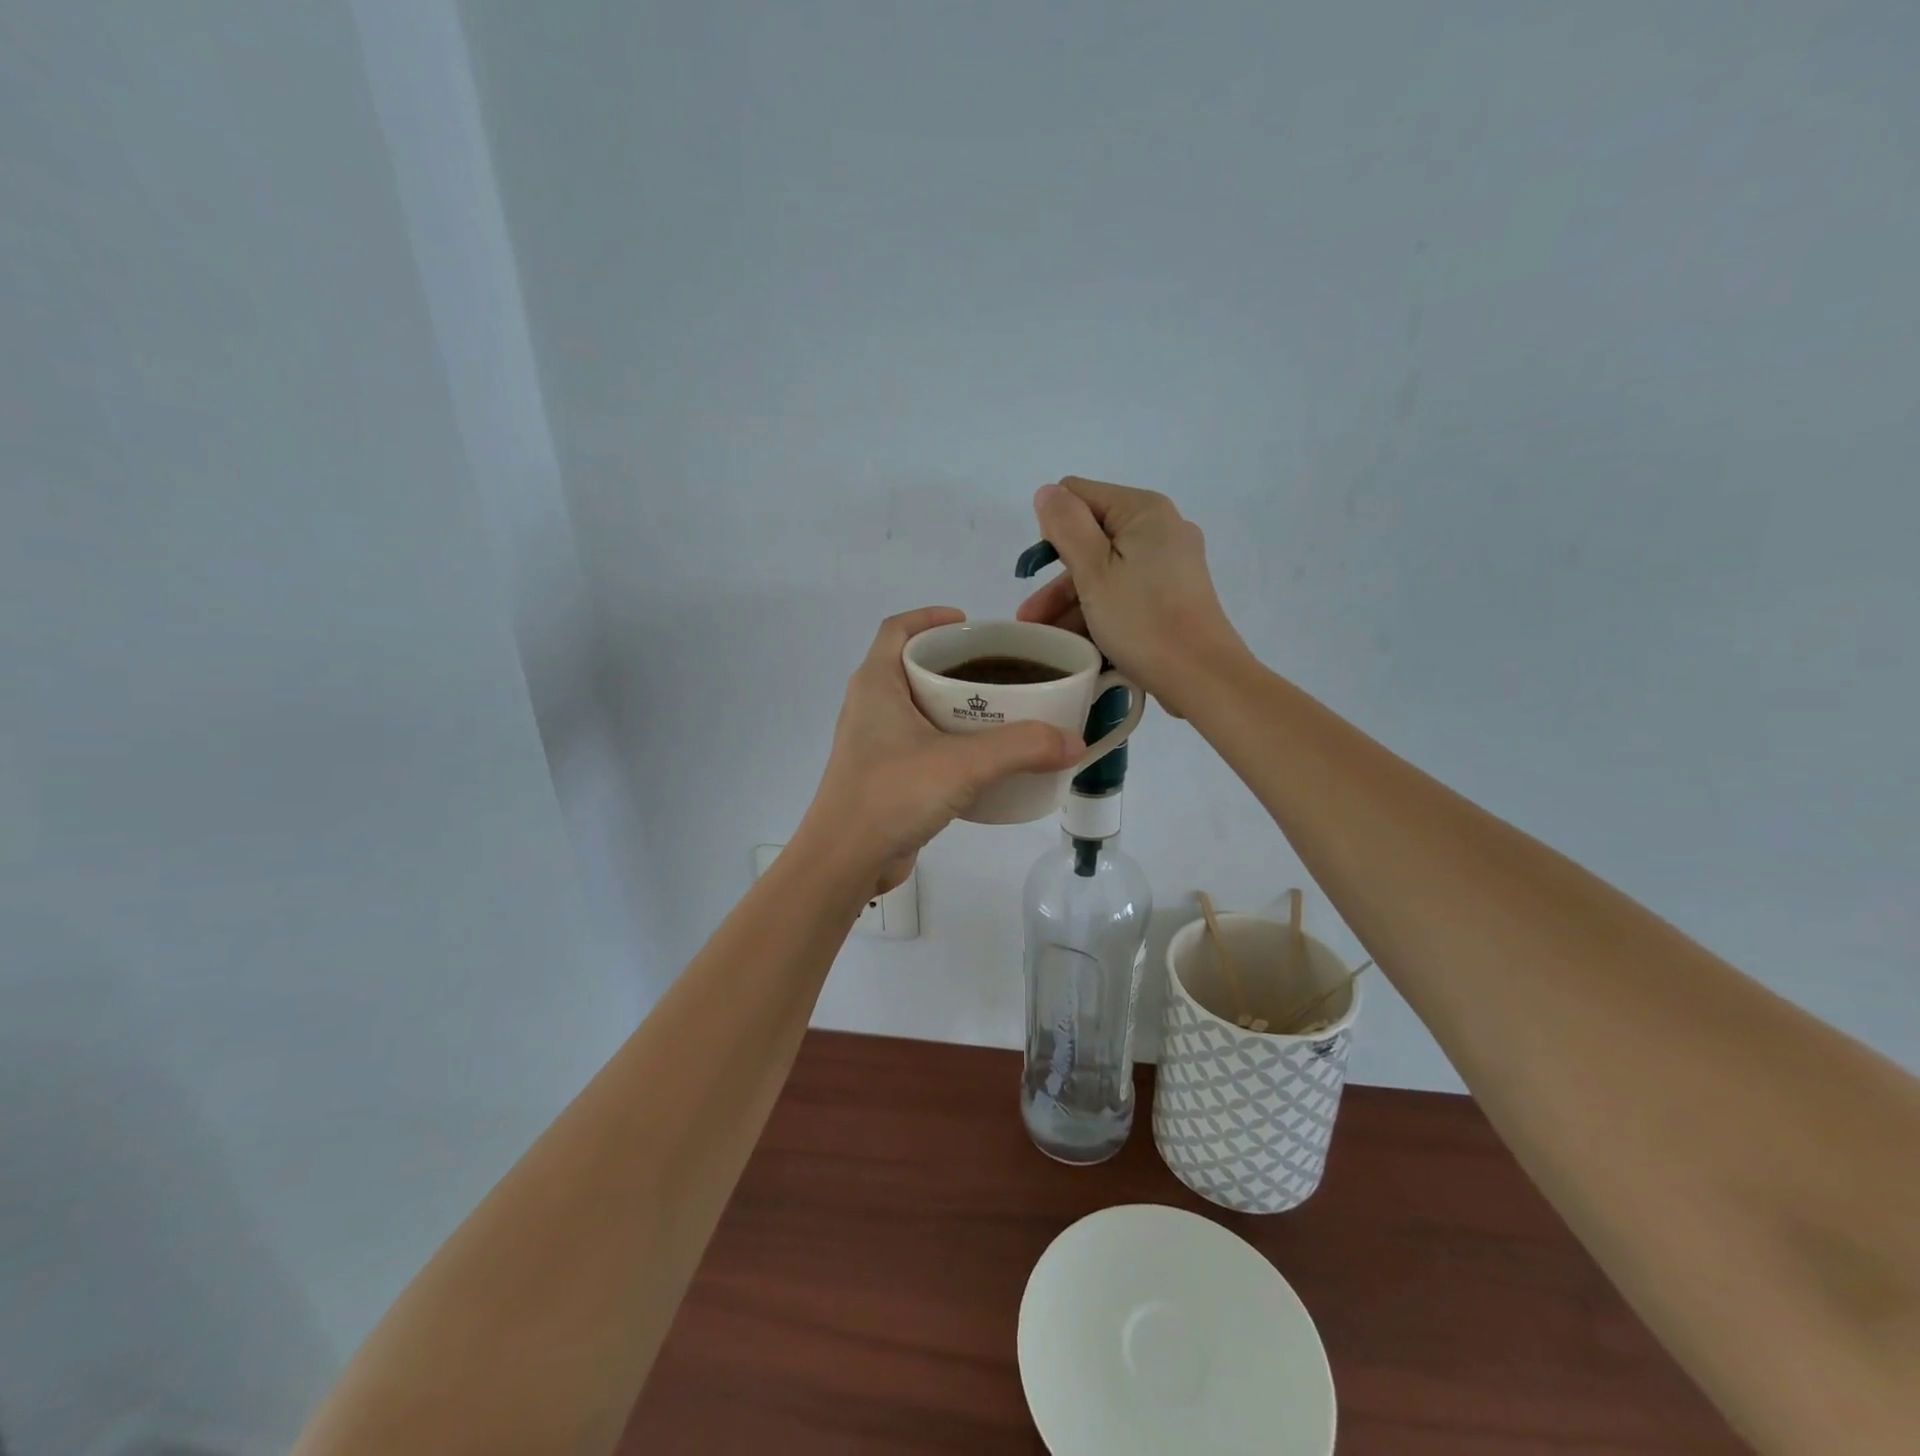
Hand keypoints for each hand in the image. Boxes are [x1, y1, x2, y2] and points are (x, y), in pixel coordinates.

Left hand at [799, 607, 1083, 895]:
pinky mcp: (884, 777)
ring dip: (957, 707)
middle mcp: (871, 707)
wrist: (844, 862)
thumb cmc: (892, 794)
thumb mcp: (963, 764)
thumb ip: (1022, 748)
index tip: (971, 625)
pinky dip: (952, 744)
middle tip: (1001, 672)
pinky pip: (922, 746)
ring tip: (1003, 713)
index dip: (930, 616)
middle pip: (913, 667)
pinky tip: (985, 761)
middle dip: (956, 664)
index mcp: (876, 684)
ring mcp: (875, 745)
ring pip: (920, 709)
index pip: (897, 629)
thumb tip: (1075, 742)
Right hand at [1016, 478, 1247, 716]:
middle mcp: (1160, 528)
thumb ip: (1066, 526)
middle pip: (1091, 539)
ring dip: (1071, 603)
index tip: (1038, 573)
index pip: (1079, 496)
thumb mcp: (1094, 572)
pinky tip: (1074, 642)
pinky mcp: (1172, 596)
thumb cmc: (1143, 620)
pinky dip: (1098, 613)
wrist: (1201, 677)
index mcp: (1143, 511)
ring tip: (1044, 639)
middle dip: (1056, 579)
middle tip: (1030, 619)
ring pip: (1105, 572)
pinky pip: (1124, 593)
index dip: (1052, 530)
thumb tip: (1048, 492)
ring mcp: (1169, 564)